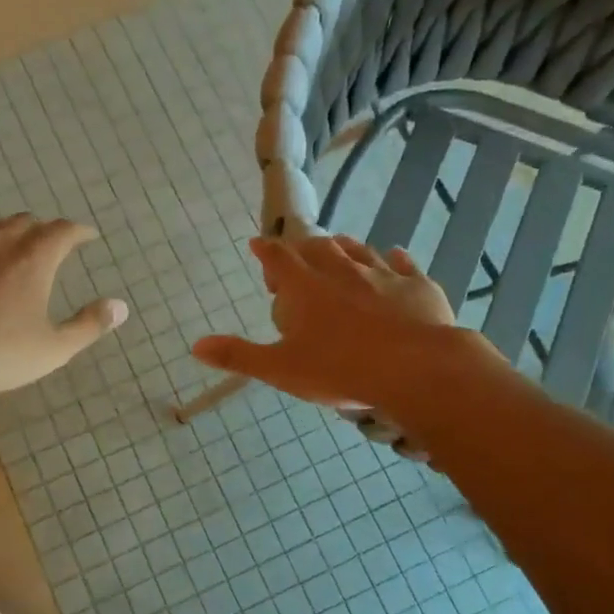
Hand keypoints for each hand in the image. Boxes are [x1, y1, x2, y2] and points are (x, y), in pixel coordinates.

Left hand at [0, 215, 128, 397]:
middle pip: (26, 222)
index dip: (79, 232)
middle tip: (49, 247)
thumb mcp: (53, 349)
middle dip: (43, 231)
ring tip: (10, 250)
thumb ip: (89, 326)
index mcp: (33, 258)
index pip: (63, 231)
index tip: (87, 236)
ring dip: (7, 233)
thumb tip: (120, 307)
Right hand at [193, 235, 482, 408]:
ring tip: (338, 248)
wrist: (416, 369)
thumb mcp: (280, 369)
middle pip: (318, 248)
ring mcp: (382, 275)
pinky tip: (395, 256)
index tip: (257, 244)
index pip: (277, 257)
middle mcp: (341, 271)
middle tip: (298, 258)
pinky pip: (403, 264)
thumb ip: (238, 356)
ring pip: (359, 250)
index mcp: (305, 287)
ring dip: (344, 248)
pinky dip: (395, 259)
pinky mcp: (417, 286)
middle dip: (304, 249)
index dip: (265, 250)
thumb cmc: (340, 369)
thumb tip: (196, 346)